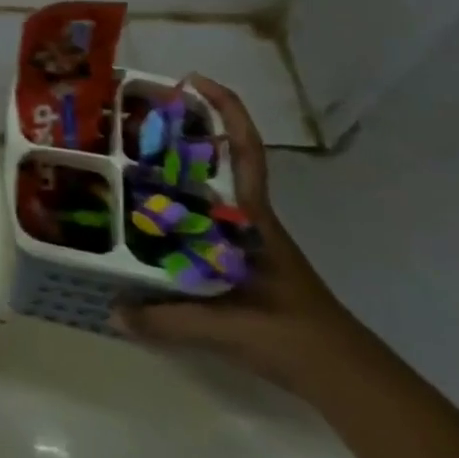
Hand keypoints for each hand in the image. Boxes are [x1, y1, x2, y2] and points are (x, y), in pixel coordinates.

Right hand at [112, 75, 369, 387]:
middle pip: (218, 160)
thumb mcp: (226, 328)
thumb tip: (112, 310)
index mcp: (251, 218)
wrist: (346, 377)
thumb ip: (166, 320)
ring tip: (129, 162)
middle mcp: (248, 219)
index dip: (225, 109)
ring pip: (207, 189)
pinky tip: (148, 221)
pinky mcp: (242, 260)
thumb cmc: (292, 337)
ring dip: (176, 170)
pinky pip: (203, 220)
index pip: (244, 150)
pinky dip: (177, 209)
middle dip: (183, 132)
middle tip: (135, 119)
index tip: (193, 80)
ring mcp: (247, 239)